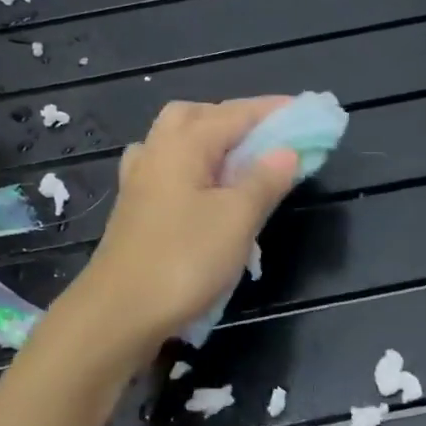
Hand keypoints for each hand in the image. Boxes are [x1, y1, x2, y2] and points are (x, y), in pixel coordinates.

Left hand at [54, 98, 299, 358]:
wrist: (118, 314)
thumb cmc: (183, 261)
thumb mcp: (237, 219)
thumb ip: (264, 180)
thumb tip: (287, 151)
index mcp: (183, 145)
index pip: (235, 113)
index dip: (273, 111)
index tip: (307, 111)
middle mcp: (156, 152)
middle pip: (196, 116)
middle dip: (234, 118)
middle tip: (268, 137)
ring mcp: (140, 182)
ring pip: (176, 142)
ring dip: (209, 141)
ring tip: (239, 162)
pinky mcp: (135, 209)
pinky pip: (167, 170)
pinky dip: (192, 169)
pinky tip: (202, 191)